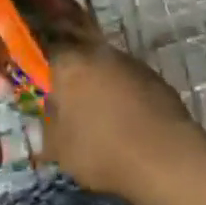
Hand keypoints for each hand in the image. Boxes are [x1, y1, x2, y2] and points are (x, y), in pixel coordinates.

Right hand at [43, 44, 197, 197]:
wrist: (164, 156)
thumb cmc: (101, 150)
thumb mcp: (59, 148)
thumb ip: (48, 124)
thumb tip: (50, 112)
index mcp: (68, 64)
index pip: (48, 48)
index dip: (43, 60)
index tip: (41, 76)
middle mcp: (98, 52)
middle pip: (79, 54)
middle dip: (74, 71)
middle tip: (70, 97)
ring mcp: (129, 62)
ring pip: (106, 66)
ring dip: (100, 82)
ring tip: (100, 111)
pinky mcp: (154, 75)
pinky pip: (128, 79)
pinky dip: (124, 92)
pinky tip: (126, 117)